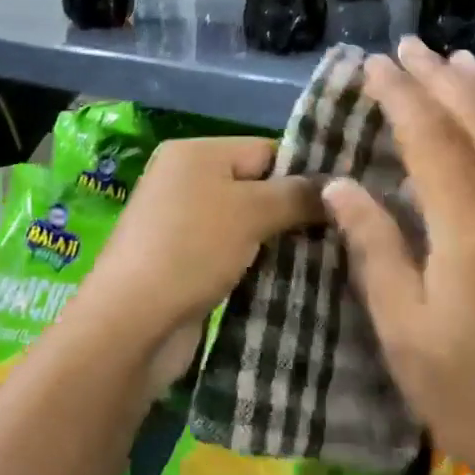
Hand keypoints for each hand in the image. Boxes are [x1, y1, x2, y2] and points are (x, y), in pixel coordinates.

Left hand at [78, 136, 322, 393]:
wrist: (132, 324)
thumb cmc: (192, 249)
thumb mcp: (251, 211)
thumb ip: (296, 195)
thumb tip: (336, 187)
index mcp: (196, 152)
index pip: (266, 149)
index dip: (304, 174)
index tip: (342, 203)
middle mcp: (186, 180)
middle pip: (257, 186)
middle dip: (294, 210)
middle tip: (339, 233)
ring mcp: (182, 223)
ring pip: (248, 223)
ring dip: (279, 242)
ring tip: (325, 258)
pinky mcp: (184, 262)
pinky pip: (233, 252)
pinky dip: (257, 263)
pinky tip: (291, 279)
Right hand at [324, 39, 474, 474]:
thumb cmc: (474, 399)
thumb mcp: (404, 334)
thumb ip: (374, 248)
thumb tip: (339, 185)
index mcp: (472, 230)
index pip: (430, 138)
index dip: (400, 95)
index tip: (374, 64)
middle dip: (438, 79)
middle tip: (407, 47)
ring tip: (455, 61)